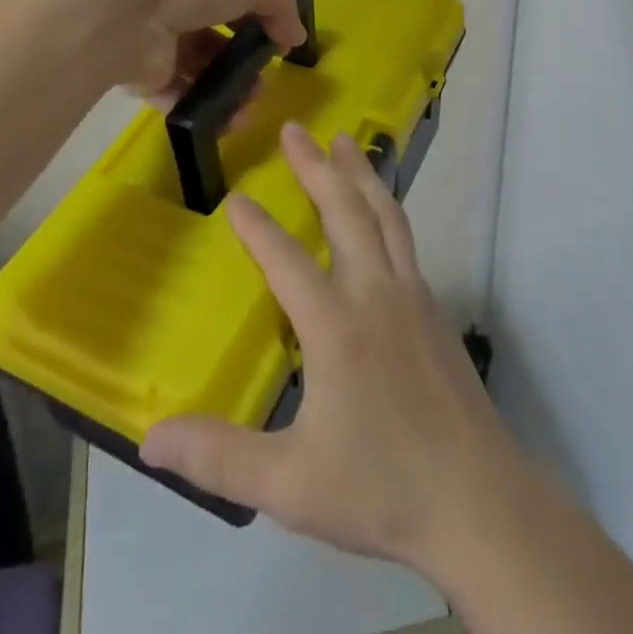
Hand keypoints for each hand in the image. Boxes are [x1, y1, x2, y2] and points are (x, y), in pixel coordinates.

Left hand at [51, 0, 306, 104]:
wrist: (119, 10)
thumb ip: (281, 4)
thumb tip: (293, 36)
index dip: (263, 11)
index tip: (283, 41)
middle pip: (219, 30)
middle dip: (246, 58)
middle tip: (264, 82)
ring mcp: (156, 34)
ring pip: (201, 66)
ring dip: (230, 88)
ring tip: (248, 108)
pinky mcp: (141, 72)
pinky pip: (178, 93)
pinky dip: (203, 108)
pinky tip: (224, 120)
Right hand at [141, 124, 528, 571]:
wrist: (482, 504)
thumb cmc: (383, 489)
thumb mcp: (291, 483)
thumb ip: (219, 457)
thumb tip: (150, 439)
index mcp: (337, 327)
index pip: (287, 261)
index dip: (257, 229)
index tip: (235, 198)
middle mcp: (377, 295)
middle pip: (346, 212)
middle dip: (317, 167)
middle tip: (295, 129)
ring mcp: (414, 298)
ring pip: (385, 216)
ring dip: (360, 174)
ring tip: (345, 142)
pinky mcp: (436, 312)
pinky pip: (405, 241)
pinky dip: (386, 210)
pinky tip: (380, 214)